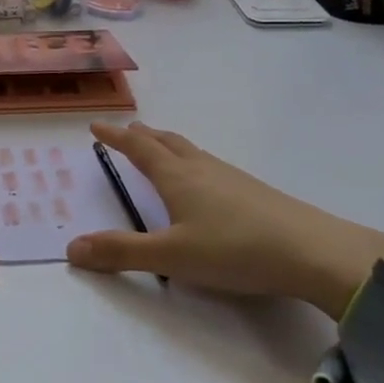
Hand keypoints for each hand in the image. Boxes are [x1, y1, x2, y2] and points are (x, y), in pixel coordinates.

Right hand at [65, 121, 383, 317]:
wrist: (312, 251)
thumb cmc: (234, 249)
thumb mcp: (171, 256)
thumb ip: (122, 252)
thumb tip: (71, 247)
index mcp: (177, 177)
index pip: (139, 149)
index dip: (116, 137)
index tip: (97, 125)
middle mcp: (202, 169)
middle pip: (167, 142)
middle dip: (143, 136)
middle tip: (128, 131)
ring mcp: (232, 177)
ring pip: (192, 152)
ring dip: (169, 146)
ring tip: (160, 149)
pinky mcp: (254, 192)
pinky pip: (211, 166)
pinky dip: (193, 162)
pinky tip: (205, 182)